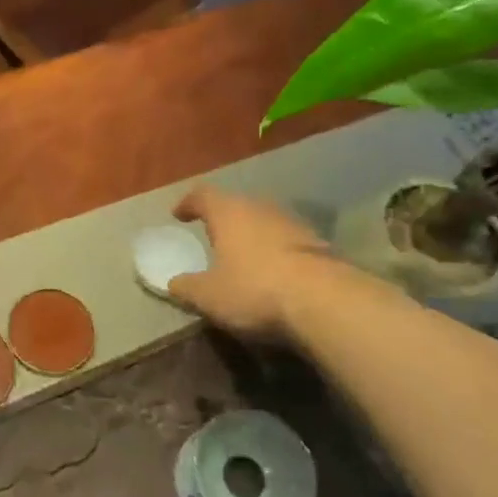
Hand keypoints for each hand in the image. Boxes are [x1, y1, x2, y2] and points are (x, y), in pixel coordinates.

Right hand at [169, 186, 335, 338]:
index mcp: (228, 212)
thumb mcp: (209, 296)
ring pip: (265, 221)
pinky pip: (287, 241)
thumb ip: (187, 288)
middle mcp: (260, 208)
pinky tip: (274, 272)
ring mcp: (293, 223)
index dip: (188, 203)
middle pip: (237, 204)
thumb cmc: (254, 289)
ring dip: (252, 234)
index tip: (179, 214)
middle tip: (213, 235)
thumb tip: (172, 284)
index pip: (202, 195)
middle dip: (223, 218)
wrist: (325, 301)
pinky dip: (276, 251)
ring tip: (244, 255)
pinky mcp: (318, 244)